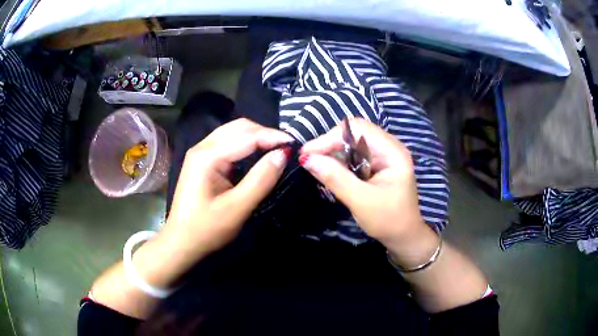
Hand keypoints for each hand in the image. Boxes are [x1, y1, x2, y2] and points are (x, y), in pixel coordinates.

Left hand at [163, 118, 292, 260]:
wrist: (181, 242)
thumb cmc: (206, 229)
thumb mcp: (237, 208)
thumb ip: (261, 180)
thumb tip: (283, 154)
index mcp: (207, 156)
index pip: (247, 136)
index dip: (273, 137)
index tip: (295, 145)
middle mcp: (202, 147)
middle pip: (239, 127)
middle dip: (264, 133)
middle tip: (286, 148)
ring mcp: (201, 152)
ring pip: (233, 132)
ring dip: (256, 136)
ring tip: (276, 148)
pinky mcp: (202, 161)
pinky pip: (228, 142)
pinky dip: (246, 144)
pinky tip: (257, 153)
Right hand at [300, 118, 437, 266]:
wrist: (403, 236)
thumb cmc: (388, 220)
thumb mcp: (360, 201)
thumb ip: (335, 178)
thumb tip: (307, 159)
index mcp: (393, 152)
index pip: (358, 129)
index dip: (330, 137)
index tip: (308, 153)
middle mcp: (389, 147)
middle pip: (355, 132)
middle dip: (330, 143)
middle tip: (310, 159)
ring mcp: (384, 155)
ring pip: (353, 142)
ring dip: (333, 152)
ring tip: (316, 165)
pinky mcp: (377, 164)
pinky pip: (355, 154)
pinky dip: (340, 160)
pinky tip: (330, 170)